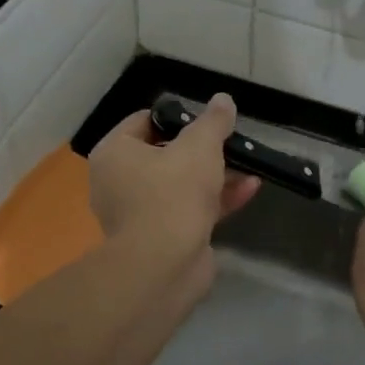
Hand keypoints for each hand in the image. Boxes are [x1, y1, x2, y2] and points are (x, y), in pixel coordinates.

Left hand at [87, 93, 259, 304]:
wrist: (164, 266)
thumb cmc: (173, 193)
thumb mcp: (199, 147)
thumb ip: (213, 121)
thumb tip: (223, 99)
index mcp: (114, 154)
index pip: (143, 122)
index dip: (176, 117)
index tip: (206, 120)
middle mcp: (119, 182)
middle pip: (164, 154)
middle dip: (202, 150)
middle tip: (229, 142)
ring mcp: (139, 213)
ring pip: (180, 184)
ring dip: (215, 175)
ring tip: (248, 163)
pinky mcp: (161, 238)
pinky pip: (189, 209)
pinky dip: (216, 199)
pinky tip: (250, 189)